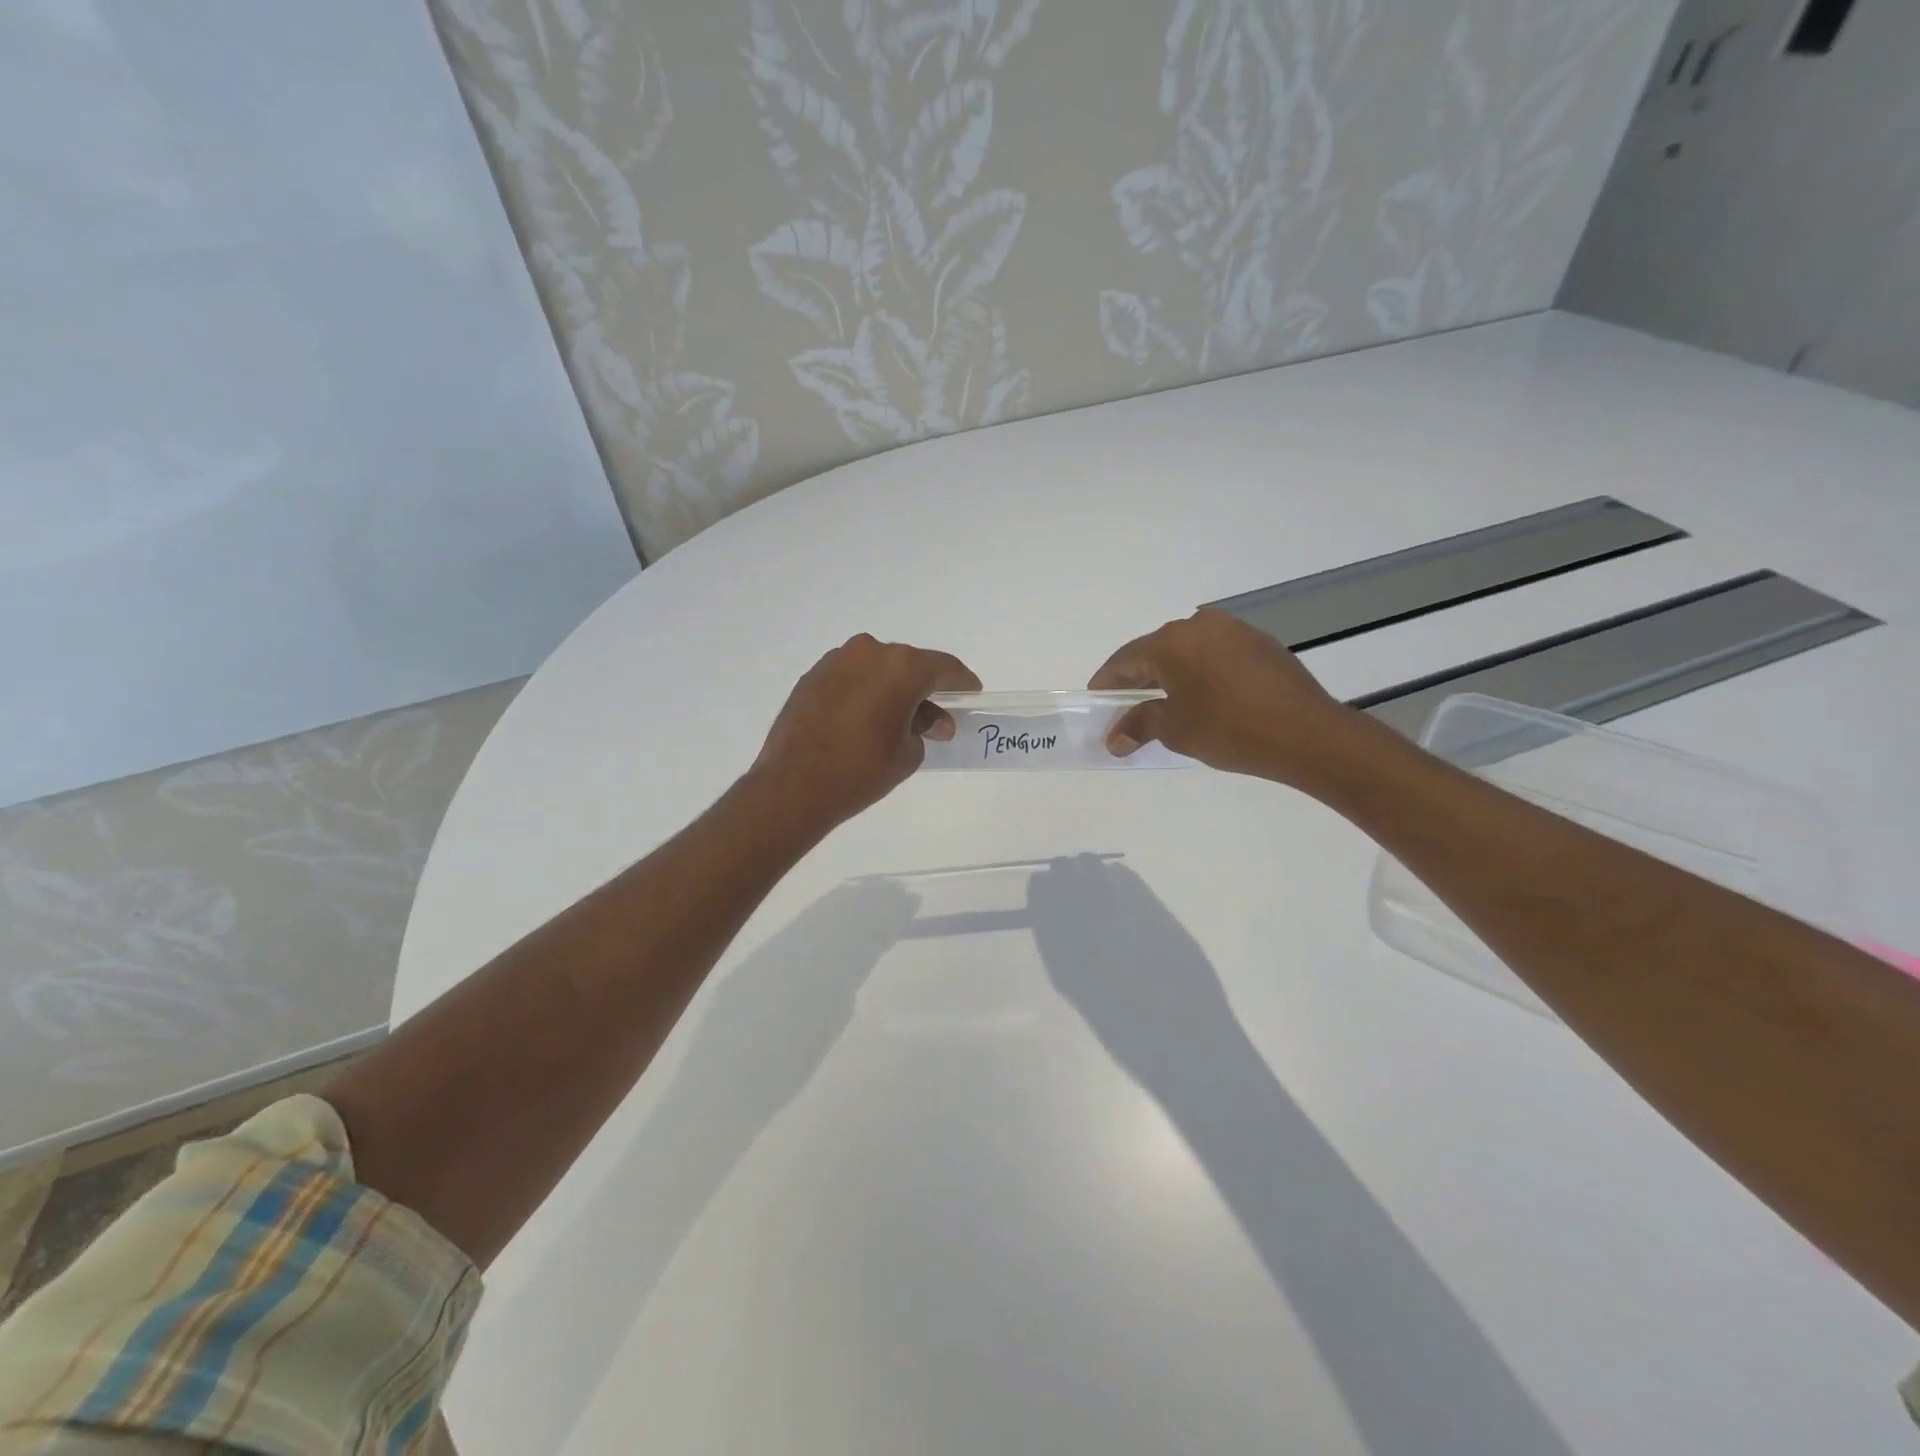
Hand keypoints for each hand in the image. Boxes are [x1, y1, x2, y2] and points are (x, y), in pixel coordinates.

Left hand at [750, 633, 980, 827]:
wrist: (794, 786)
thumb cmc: (862, 770)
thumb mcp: (908, 753)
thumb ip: (925, 728)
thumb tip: (928, 721)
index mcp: (901, 666)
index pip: (944, 668)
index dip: (962, 683)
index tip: (971, 695)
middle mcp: (869, 652)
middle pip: (909, 665)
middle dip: (924, 689)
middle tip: (935, 718)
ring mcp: (836, 661)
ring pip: (877, 669)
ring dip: (892, 689)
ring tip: (897, 721)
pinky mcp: (812, 677)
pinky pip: (852, 678)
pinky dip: (865, 692)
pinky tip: (865, 719)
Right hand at [1090, 608, 1352, 782]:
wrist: (1307, 734)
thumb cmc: (1229, 728)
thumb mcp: (1175, 729)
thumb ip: (1139, 725)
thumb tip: (1115, 737)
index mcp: (1171, 641)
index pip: (1125, 660)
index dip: (1107, 682)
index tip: (1096, 700)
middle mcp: (1200, 625)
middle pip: (1156, 652)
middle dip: (1138, 680)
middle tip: (1125, 706)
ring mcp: (1234, 631)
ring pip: (1189, 652)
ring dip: (1172, 675)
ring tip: (1164, 704)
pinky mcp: (1261, 644)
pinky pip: (1216, 656)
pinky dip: (1201, 674)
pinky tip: (1203, 698)